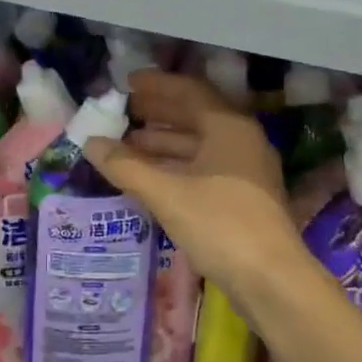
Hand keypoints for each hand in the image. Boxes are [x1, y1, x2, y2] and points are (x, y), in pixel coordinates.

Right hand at [84, 69, 302, 298]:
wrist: (271, 278)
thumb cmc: (220, 224)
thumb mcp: (167, 193)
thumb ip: (126, 166)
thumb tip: (90, 143)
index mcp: (228, 126)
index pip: (189, 91)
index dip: (156, 85)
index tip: (127, 83)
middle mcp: (241, 140)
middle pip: (194, 116)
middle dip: (157, 113)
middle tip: (123, 111)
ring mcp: (245, 170)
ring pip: (198, 145)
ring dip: (163, 142)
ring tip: (127, 144)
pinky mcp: (243, 197)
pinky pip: (203, 168)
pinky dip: (176, 166)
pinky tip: (150, 176)